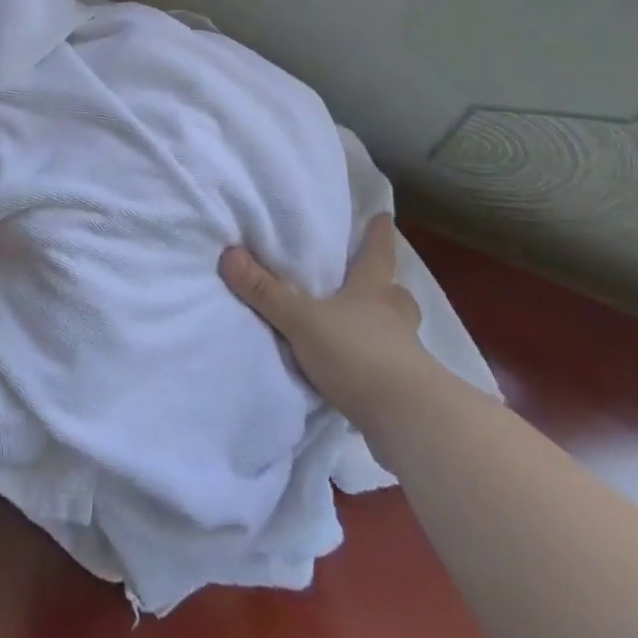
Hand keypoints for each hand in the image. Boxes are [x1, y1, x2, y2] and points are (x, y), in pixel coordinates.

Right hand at [220, 216, 440, 445]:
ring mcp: (407, 356)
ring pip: (397, 332)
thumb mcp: (301, 320)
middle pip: (395, 294)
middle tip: (375, 282)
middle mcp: (394, 317)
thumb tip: (228, 254)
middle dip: (386, 287)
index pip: (378, 253)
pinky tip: (359, 375)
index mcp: (373, 291)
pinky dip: (378, 367)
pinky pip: (392, 370)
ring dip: (384, 328)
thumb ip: (265, 291)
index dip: (379, 234)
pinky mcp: (407, 392)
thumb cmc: (358, 355)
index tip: (384, 216)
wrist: (409, 421)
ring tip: (361, 329)